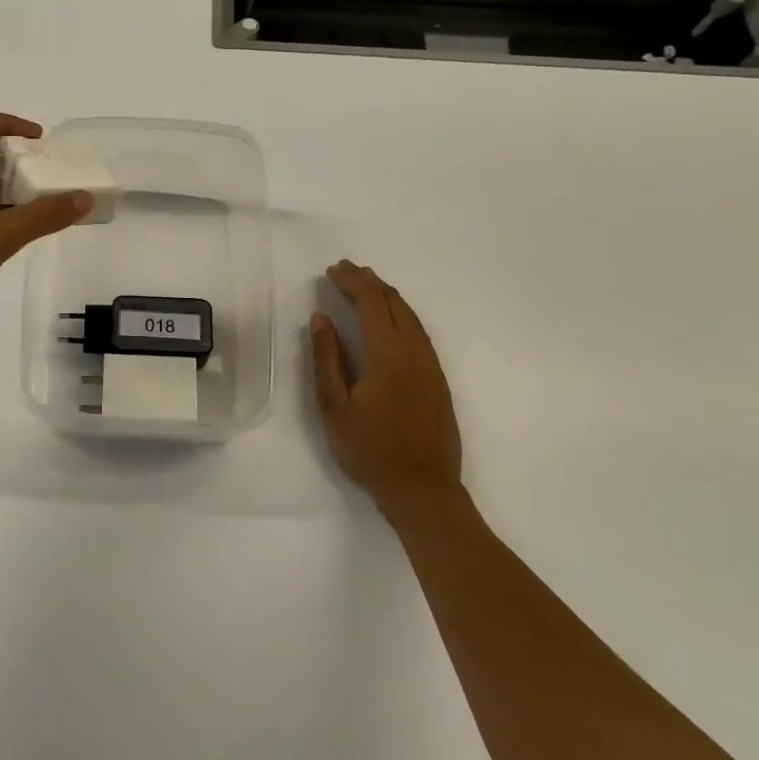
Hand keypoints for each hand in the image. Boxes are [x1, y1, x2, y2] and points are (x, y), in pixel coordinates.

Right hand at [309, 260, 462, 508]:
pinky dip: (400, 313)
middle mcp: (415, 352)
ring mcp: (431, 366)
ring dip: (387, 295)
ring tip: (366, 284)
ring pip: (410, 316)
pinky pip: (419, 332)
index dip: (352, 282)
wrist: (423, 490)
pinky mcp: (438, 380)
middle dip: (370, 281)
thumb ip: (327, 358)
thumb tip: (320, 318)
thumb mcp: (334, 406)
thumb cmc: (370, 450)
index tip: (332, 270)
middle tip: (346, 269)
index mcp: (388, 355)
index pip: (371, 304)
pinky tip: (390, 318)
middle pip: (394, 303)